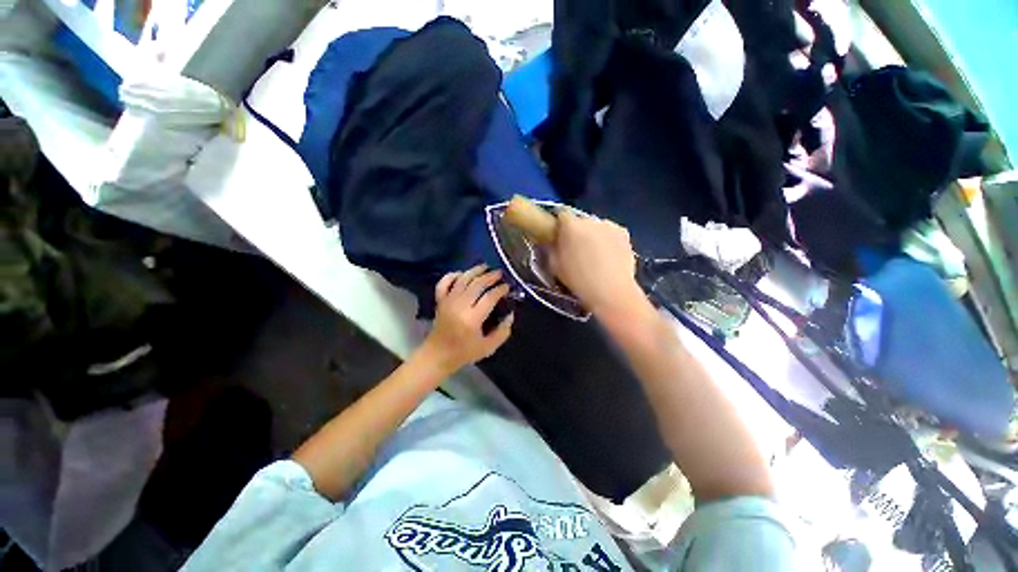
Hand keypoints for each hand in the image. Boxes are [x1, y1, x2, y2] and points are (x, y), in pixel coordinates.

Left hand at [419, 265, 513, 373]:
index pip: (489, 297)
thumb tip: (511, 315)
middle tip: (500, 273)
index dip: (500, 290)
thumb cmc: (464, 353)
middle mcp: (459, 306)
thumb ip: (503, 332)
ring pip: (462, 279)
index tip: (508, 287)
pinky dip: (452, 275)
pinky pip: (444, 283)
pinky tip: (462, 273)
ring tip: (486, 267)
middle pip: (477, 284)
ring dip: (475, 271)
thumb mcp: (488, 347)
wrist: (437, 355)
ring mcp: (448, 301)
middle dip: (490, 276)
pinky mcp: (440, 301)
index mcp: (472, 318)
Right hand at [550, 211, 645, 317]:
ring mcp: (609, 225)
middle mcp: (590, 220)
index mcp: (571, 226)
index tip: (558, 237)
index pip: (561, 214)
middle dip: (577, 232)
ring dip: (593, 235)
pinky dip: (608, 240)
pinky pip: (611, 233)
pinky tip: (608, 256)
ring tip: (595, 255)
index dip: (559, 225)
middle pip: (580, 221)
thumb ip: (550, 249)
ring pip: (596, 227)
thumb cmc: (578, 279)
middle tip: (576, 249)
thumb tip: (551, 241)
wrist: (611, 291)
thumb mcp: (554, 266)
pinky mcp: (624, 233)